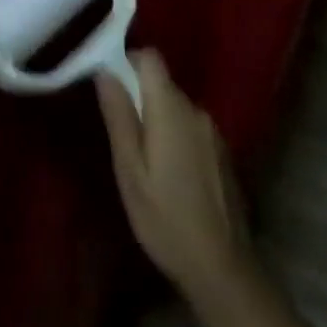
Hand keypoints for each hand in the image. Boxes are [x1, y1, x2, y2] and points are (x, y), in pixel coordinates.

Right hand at [97, 50, 255, 303]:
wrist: (221, 268)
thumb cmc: (165, 219)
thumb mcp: (130, 170)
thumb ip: (119, 116)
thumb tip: (105, 71)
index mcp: (172, 110)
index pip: (150, 58)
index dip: (127, 62)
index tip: (109, 88)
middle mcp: (197, 111)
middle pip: (162, 84)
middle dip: (138, 98)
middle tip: (120, 137)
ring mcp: (213, 132)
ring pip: (175, 107)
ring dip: (156, 120)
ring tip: (142, 161)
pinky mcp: (221, 152)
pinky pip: (190, 127)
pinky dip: (174, 136)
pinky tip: (168, 175)